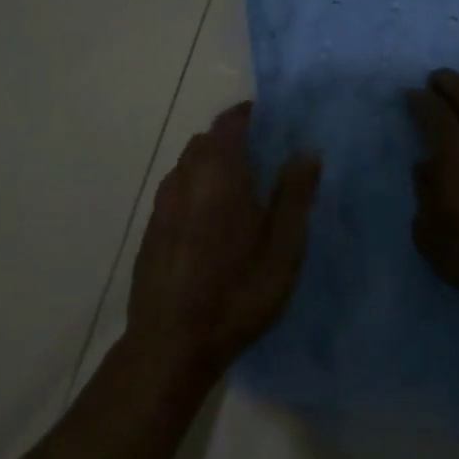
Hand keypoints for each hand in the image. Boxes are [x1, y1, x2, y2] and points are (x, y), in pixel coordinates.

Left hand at [126, 102, 320, 380]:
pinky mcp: (152, 228)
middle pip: (206, 140)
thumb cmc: (237, 294)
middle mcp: (185, 179)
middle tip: (264, 156)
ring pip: (188, 164)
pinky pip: (177, 189)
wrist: (171, 344)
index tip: (273, 120)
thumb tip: (306, 150)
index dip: (250, 115)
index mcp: (219, 176)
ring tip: (241, 187)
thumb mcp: (283, 249)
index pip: (230, 123)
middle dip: (233, 138)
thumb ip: (294, 196)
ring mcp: (162, 204)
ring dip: (213, 162)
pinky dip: (196, 187)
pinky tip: (212, 219)